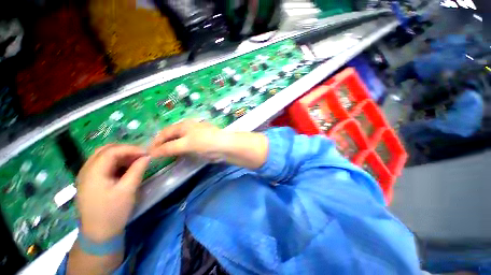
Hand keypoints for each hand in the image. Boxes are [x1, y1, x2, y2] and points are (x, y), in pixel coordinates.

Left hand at [76, 144, 149, 242]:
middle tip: (141, 155)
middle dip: (125, 150)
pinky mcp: (90, 181)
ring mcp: (86, 176)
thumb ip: (137, 170)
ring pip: (104, 156)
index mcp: (93, 172)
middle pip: (105, 150)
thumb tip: (147, 156)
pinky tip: (126, 169)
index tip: (146, 153)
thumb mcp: (128, 190)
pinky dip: (116, 163)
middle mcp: (86, 170)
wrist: (98, 234)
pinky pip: (103, 165)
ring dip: (121, 156)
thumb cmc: (113, 212)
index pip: (111, 151)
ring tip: (135, 161)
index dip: (130, 149)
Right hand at [148, 121, 225, 159]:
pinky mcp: (201, 143)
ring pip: (179, 141)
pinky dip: (181, 150)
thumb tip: (152, 153)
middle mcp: (189, 128)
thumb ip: (169, 148)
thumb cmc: (205, 142)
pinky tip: (179, 156)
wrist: (225, 146)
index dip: (156, 141)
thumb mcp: (186, 144)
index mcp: (184, 125)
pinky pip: (187, 146)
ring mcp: (196, 135)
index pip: (165, 132)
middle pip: (172, 135)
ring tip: (165, 157)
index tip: (149, 152)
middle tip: (156, 155)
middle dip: (163, 144)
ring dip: (172, 148)